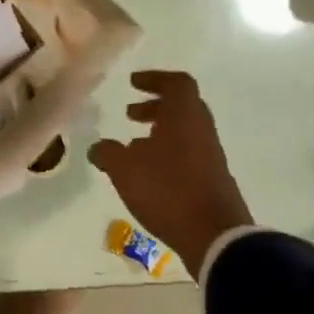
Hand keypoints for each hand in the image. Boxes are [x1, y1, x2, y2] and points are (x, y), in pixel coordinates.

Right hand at [87, 70, 253, 276]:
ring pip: (184, 131)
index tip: (133, 83)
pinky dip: (166, 153)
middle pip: (182, 106)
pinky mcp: (211, 179)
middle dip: (155, 106)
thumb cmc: (167, 190)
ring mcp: (210, 156)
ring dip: (159, 131)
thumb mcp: (123, 168)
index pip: (177, 83)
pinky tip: (147, 173)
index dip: (155, 78)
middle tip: (130, 113)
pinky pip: (187, 153)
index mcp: (184, 117)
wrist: (214, 235)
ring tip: (132, 146)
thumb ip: (107, 152)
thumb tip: (99, 148)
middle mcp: (201, 131)